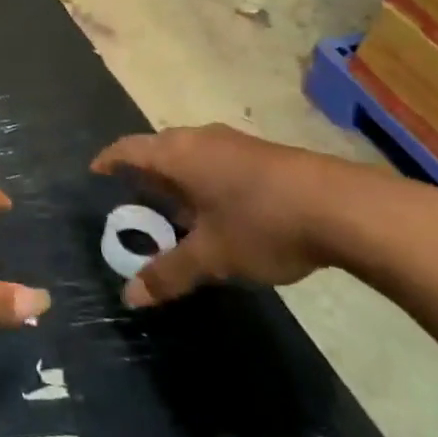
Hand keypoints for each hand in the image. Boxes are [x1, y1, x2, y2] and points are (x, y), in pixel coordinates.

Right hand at [92, 125, 402, 306]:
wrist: (342, 206)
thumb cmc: (261, 223)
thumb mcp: (212, 256)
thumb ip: (169, 274)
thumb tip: (129, 298)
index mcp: (178, 154)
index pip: (129, 148)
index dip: (109, 160)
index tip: (95, 173)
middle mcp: (200, 138)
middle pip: (159, 149)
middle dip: (144, 174)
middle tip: (133, 202)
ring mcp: (234, 143)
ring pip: (190, 155)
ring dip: (177, 179)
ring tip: (173, 211)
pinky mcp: (261, 154)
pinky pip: (215, 161)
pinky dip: (203, 181)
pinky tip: (217, 211)